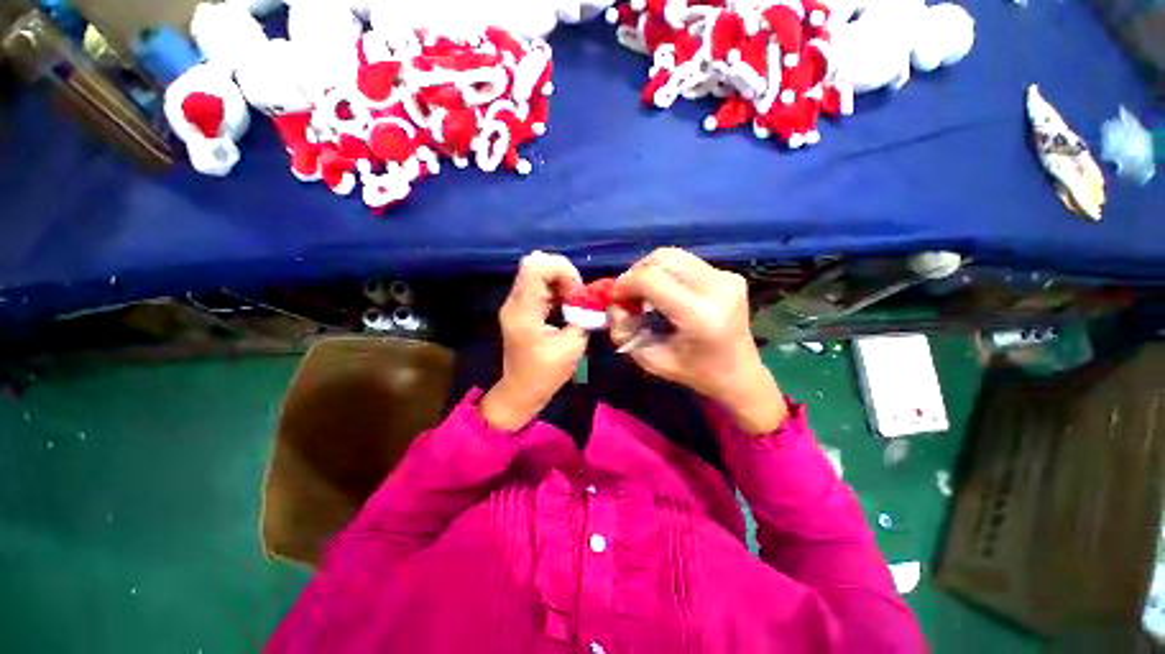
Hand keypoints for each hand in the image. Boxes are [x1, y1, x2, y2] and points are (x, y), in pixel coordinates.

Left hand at [480, 252, 588, 430]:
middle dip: (563, 274)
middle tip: (577, 296)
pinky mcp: (520, 309)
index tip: (577, 292)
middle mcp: (514, 302)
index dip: (563, 270)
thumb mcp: (572, 346)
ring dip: (560, 282)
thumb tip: (590, 301)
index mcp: (524, 311)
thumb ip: (582, 318)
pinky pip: (538, 287)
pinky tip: (564, 307)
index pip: (536, 267)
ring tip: (573, 303)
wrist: (520, 391)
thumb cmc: (545, 374)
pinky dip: (555, 290)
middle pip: (536, 264)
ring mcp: (515, 304)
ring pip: (537, 274)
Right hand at [610, 248, 786, 433]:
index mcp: (699, 316)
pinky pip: (686, 263)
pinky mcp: (730, 275)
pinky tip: (666, 292)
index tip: (615, 298)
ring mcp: (727, 278)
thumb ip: (625, 332)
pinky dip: (667, 273)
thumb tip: (614, 306)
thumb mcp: (651, 360)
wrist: (740, 374)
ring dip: (650, 270)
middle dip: (636, 273)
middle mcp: (717, 288)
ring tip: (645, 293)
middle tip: (629, 295)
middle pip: (662, 259)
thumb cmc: (695, 373)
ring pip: (673, 255)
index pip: (651, 279)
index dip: (625, 283)